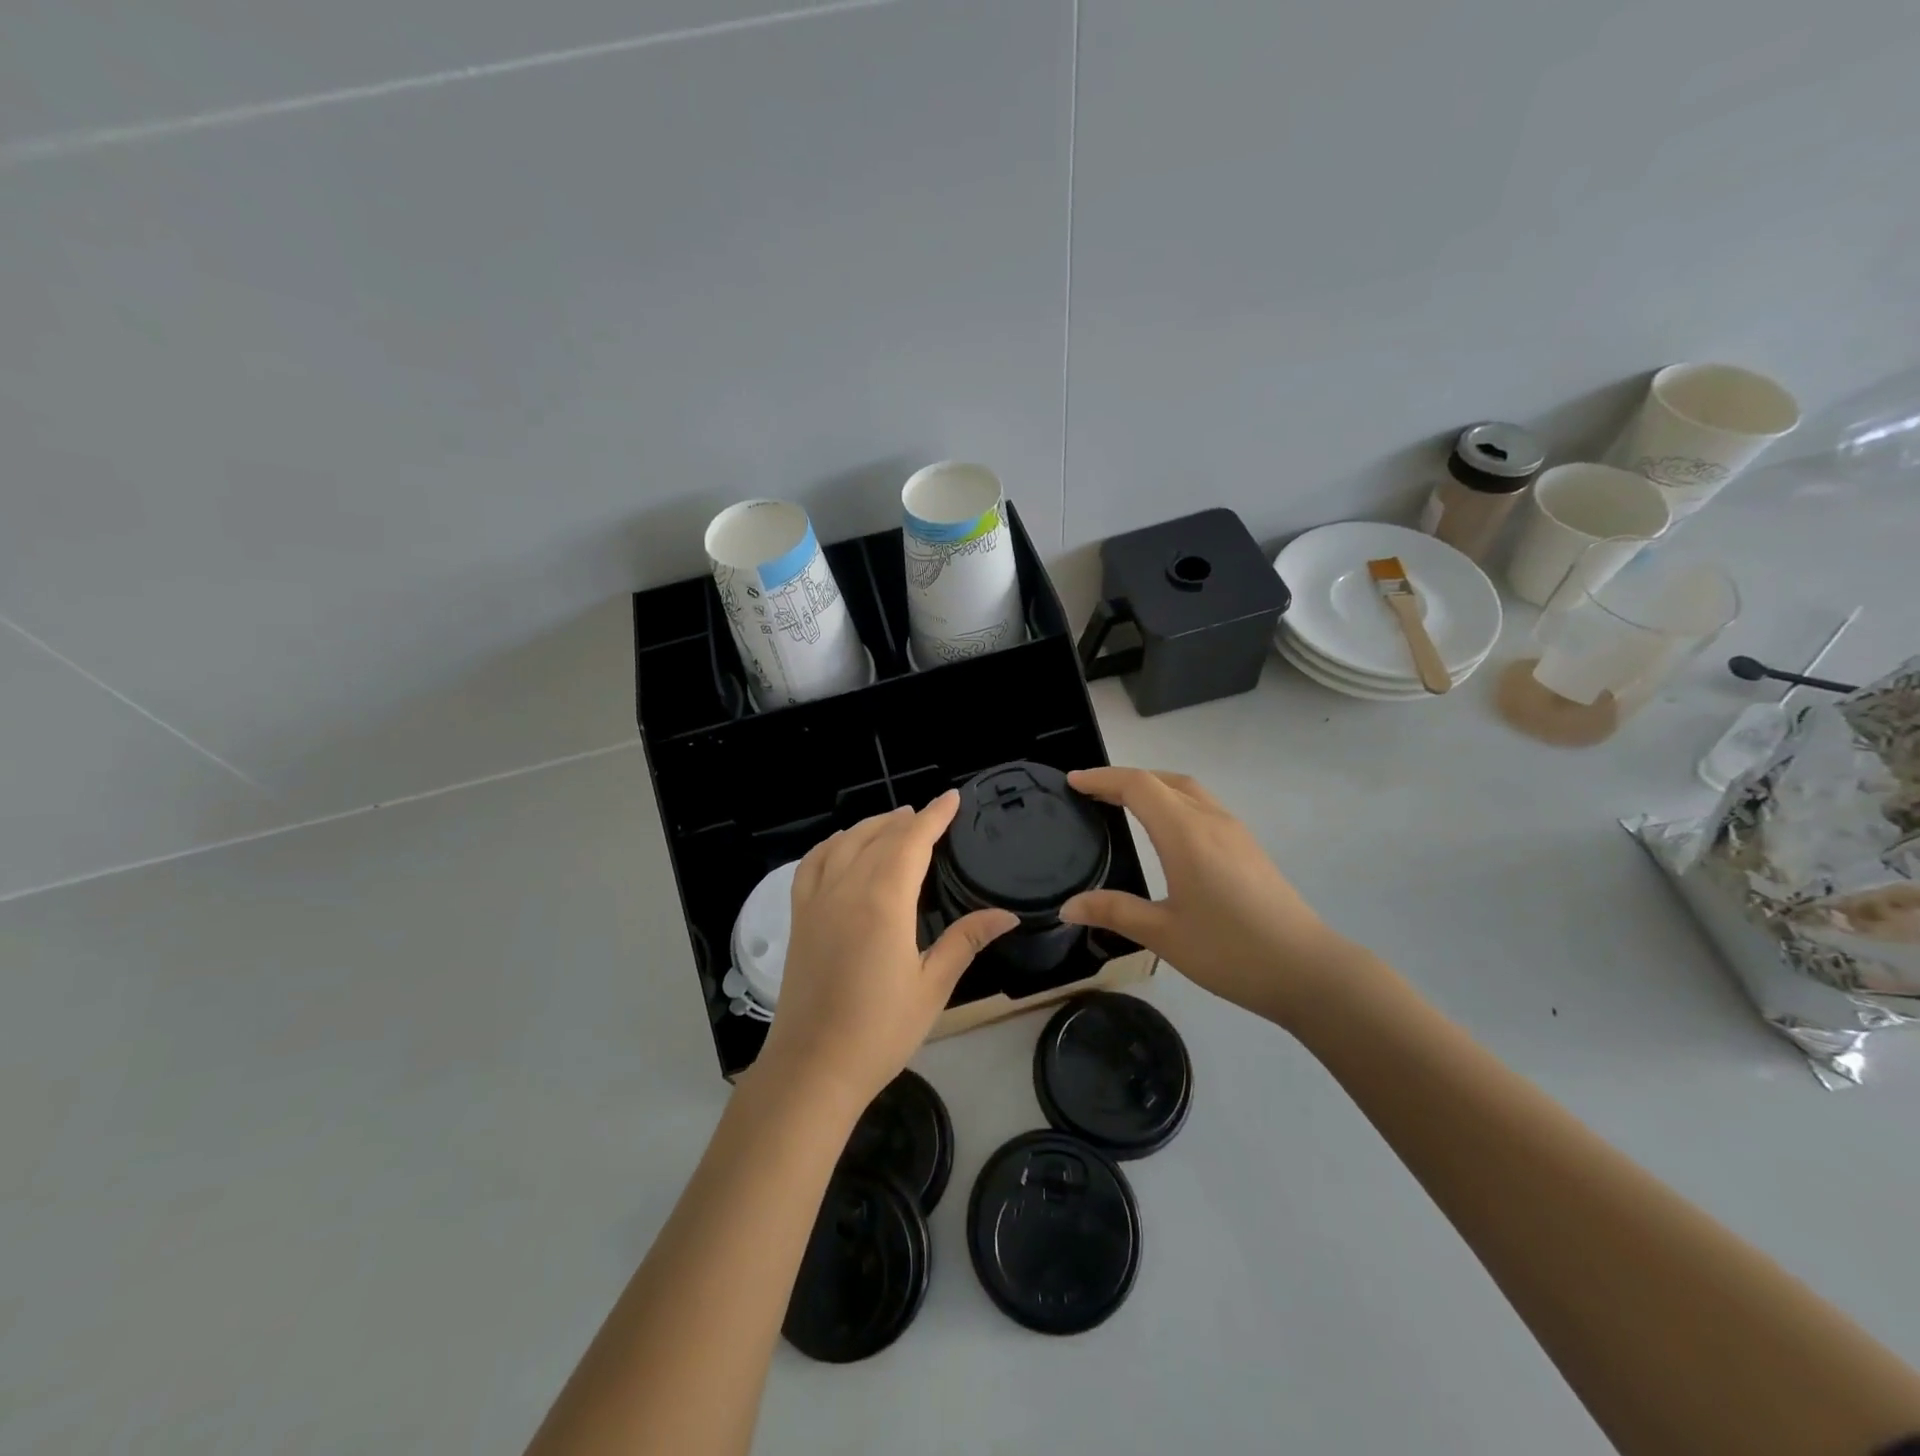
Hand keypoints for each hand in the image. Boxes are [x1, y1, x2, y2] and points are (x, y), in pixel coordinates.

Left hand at [756, 792, 1017, 1109]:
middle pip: (879, 837)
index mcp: (884, 901)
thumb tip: (1007, 914)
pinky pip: (812, 864)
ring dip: (871, 826)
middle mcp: (847, 888)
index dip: (935, 816)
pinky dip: (831, 845)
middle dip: (906, 819)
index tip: (953, 798)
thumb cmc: (880, 1030)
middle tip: (929, 813)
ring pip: (844, 843)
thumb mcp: (932, 986)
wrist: (813, 1067)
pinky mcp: (799, 917)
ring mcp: (817, 901)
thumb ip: (966, 941)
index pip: (912, 841)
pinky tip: (842, 846)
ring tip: (894, 822)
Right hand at [1060, 767, 1355, 1024]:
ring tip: (1124, 804)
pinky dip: (1174, 802)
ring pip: (1188, 790)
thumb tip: (1068, 906)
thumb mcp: (1163, 935)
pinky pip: (1203, 806)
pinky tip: (1167, 832)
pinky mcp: (1248, 848)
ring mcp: (1235, 832)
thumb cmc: (1230, 951)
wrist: (1308, 971)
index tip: (1072, 781)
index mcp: (1185, 833)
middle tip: (1092, 792)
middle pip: (1164, 779)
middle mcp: (1211, 820)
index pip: (1137, 786)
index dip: (1102, 778)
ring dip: (1153, 787)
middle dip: (1125, 778)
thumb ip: (1114, 912)